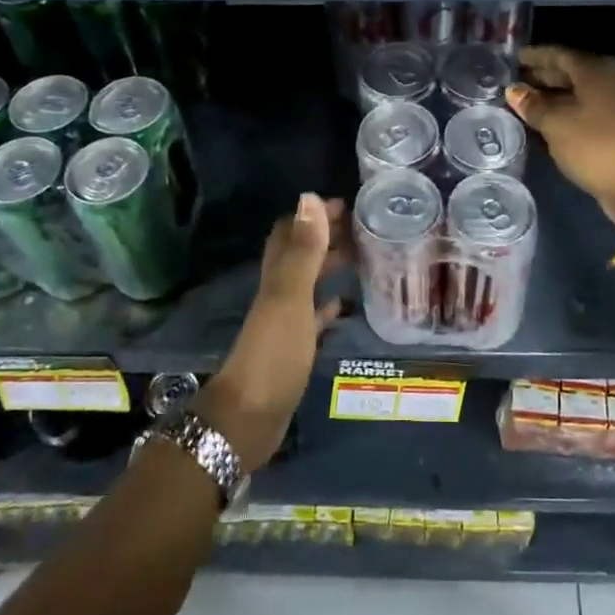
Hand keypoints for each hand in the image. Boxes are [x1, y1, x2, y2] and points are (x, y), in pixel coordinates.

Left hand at [195, 193, 345, 470]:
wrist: (249, 417)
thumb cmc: (273, 353)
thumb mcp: (291, 298)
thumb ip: (303, 251)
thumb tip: (310, 197)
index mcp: (276, 277)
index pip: (291, 232)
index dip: (314, 216)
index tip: (349, 206)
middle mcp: (278, 293)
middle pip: (301, 255)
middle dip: (327, 238)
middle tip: (364, 231)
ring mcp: (284, 322)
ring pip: (308, 284)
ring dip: (330, 268)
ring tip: (364, 259)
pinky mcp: (293, 349)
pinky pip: (312, 318)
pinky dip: (327, 307)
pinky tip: (344, 305)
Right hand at [509, 46, 614, 227]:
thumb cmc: (595, 145)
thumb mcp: (556, 125)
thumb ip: (533, 105)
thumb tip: (513, 90)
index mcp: (596, 71)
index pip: (560, 55)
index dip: (536, 56)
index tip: (514, 59)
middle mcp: (611, 80)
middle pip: (572, 71)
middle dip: (544, 75)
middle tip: (517, 81)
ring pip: (580, 92)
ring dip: (555, 95)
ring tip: (527, 102)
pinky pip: (588, 109)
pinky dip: (567, 110)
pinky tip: (549, 120)